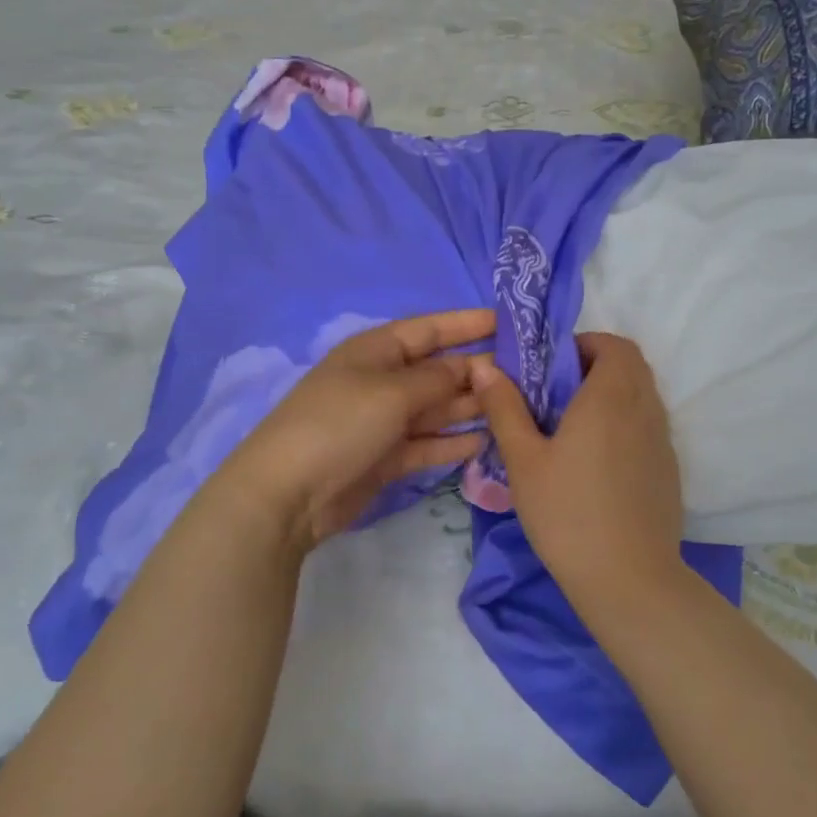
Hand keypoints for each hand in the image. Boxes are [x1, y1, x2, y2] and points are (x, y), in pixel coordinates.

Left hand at [224, 309, 492, 554]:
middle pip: (438, 370)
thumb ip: (437, 379)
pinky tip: (487, 441)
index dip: (468, 324)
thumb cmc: (339, 424)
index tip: (510, 322)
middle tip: (527, 376)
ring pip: (436, 409)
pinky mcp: (386, 458)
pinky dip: (453, 442)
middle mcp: (382, 381)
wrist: (288, 493)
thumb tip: (471, 366)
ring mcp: (383, 421)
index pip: (430, 329)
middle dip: (477, 370)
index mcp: (376, 351)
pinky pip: (428, 443)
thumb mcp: (391, 392)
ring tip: (515, 407)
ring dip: (470, 407)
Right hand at [472, 332, 683, 591]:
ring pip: (643, 396)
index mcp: (610, 397)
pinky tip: (598, 463)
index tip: (554, 367)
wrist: (628, 579)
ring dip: (613, 394)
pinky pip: (649, 426)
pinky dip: (626, 423)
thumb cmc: (567, 513)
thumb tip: (484, 367)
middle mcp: (645, 409)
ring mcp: (663, 441)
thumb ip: (505, 408)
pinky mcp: (669, 470)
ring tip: (574, 428)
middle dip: (597, 366)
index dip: (586, 344)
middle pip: (632, 366)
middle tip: (559, 394)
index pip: (614, 345)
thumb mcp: (523, 460)